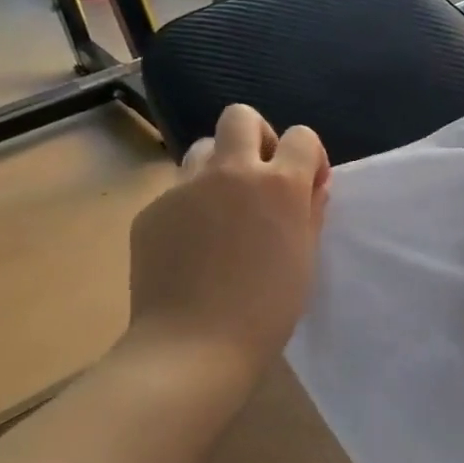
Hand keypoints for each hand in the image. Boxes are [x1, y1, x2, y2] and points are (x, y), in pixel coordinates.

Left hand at [122, 105, 330, 378]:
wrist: (196, 345)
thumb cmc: (268, 309)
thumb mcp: (305, 258)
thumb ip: (310, 212)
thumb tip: (310, 187)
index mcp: (278, 184)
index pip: (302, 136)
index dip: (308, 157)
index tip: (307, 187)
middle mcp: (231, 172)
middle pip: (240, 117)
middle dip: (257, 137)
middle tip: (260, 180)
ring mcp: (185, 188)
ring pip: (203, 149)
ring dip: (220, 168)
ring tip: (224, 212)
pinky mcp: (152, 210)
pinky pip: (177, 193)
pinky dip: (191, 207)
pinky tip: (194, 247)